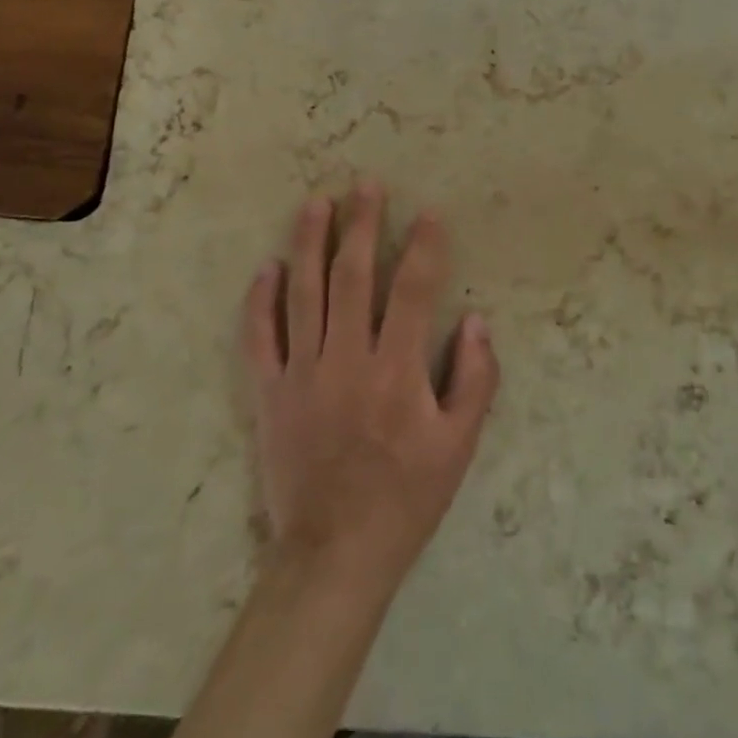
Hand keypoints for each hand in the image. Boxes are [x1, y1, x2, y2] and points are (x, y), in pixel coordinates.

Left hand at [241, 184, 499, 593]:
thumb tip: (477, 320)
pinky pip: (260, 338)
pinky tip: (268, 268)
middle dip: (362, 225)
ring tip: (316, 203)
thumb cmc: (407, 496)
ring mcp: (302, 374)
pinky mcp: (270, 394)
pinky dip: (261, 301)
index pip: (414, 290)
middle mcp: (347, 360)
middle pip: (353, 276)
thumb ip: (475, 378)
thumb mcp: (460, 445)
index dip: (424, 247)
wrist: (335, 553)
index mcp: (397, 371)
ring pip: (304, 294)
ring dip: (310, 243)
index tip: (429, 213)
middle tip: (366, 185)